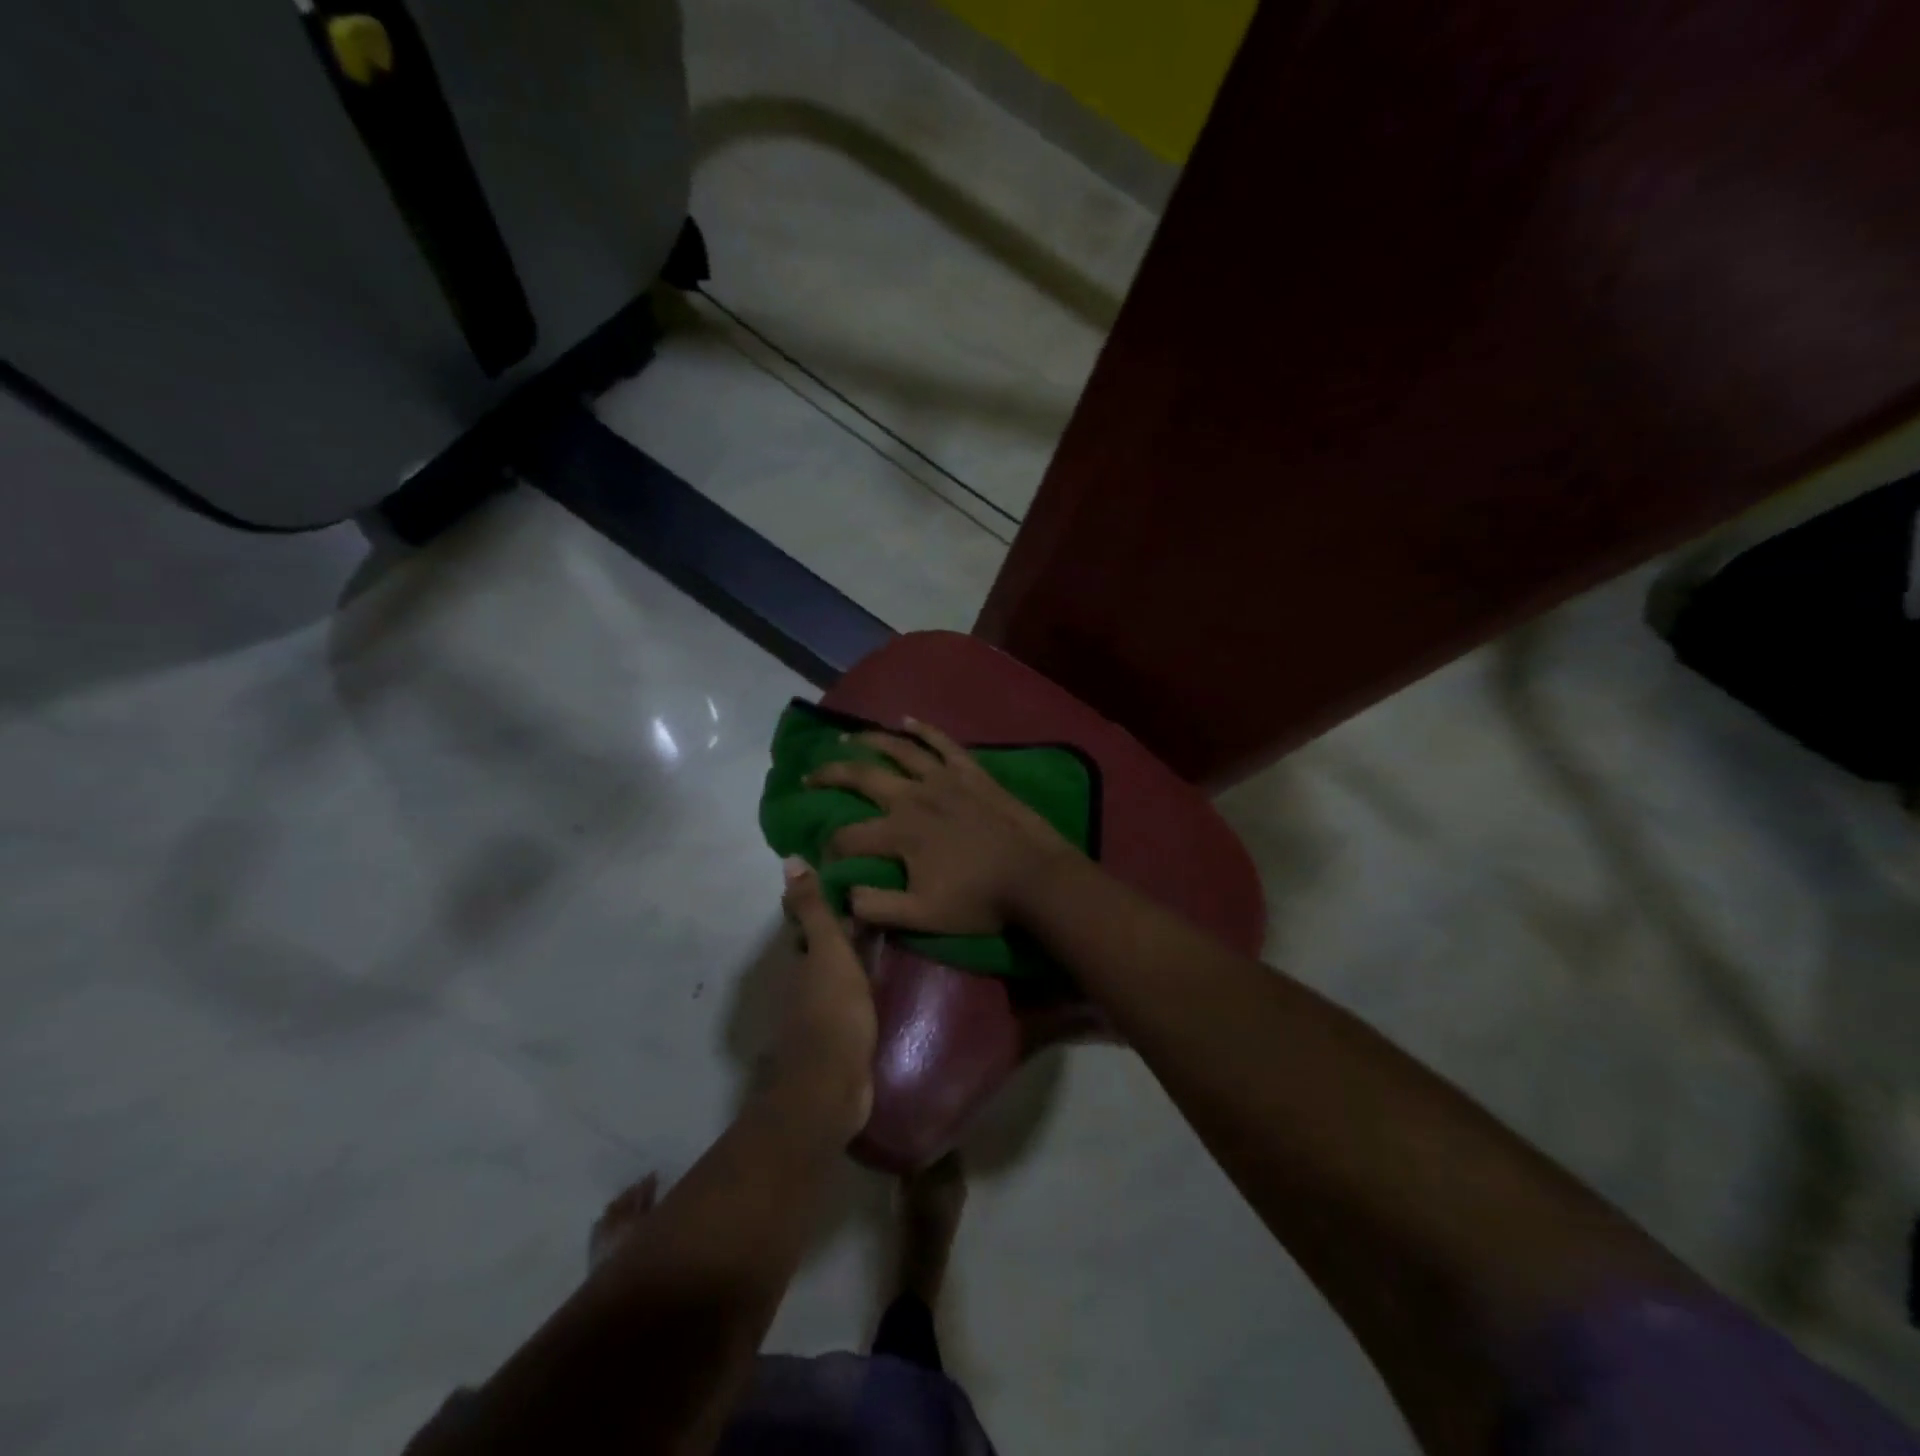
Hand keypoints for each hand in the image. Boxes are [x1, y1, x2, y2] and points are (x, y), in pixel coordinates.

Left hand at [766, 859, 877, 1138]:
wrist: (833, 1085)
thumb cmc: (831, 1011)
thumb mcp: (827, 951)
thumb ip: (813, 909)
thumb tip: (789, 859)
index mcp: (799, 957)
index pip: (808, 917)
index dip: (824, 895)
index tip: (853, 872)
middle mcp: (805, 980)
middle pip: (824, 943)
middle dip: (845, 921)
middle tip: (883, 895)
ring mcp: (823, 1007)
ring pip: (840, 967)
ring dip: (859, 948)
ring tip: (895, 926)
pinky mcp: (843, 1030)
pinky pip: (856, 992)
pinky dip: (868, 976)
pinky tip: (891, 970)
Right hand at [806, 718, 1077, 935]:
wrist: (1035, 878)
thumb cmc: (979, 900)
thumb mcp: (922, 917)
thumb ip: (877, 907)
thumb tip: (843, 895)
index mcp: (900, 833)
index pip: (848, 837)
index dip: (830, 848)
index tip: (825, 858)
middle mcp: (914, 796)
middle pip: (861, 778)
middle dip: (830, 775)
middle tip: (809, 776)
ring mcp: (944, 778)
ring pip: (899, 749)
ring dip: (869, 741)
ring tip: (848, 738)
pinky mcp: (970, 771)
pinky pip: (942, 742)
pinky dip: (923, 729)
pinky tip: (907, 720)